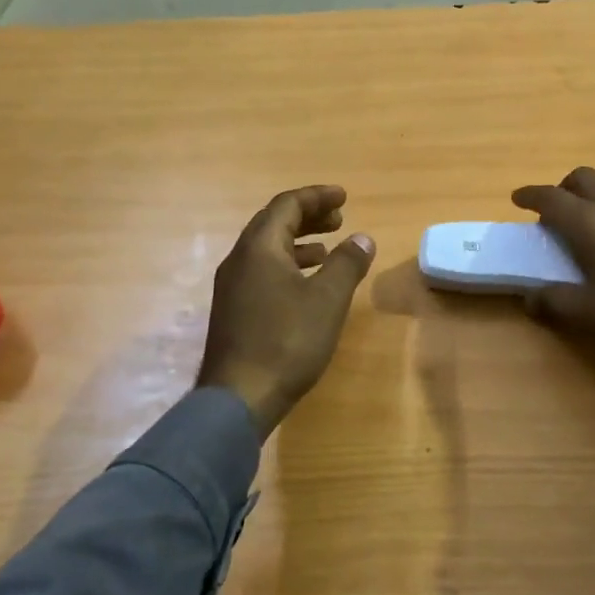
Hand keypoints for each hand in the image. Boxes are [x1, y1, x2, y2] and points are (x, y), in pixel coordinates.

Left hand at [196, 185, 375, 439]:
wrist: (239, 397)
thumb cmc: (287, 341)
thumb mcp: (327, 300)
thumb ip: (347, 264)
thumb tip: (362, 238)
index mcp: (259, 248)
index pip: (287, 205)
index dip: (317, 197)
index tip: (344, 197)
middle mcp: (240, 259)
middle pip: (274, 224)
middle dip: (308, 217)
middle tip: (339, 218)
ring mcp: (232, 286)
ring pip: (268, 249)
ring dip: (299, 242)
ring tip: (329, 249)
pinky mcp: (234, 309)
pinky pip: (263, 271)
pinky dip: (289, 266)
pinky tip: (307, 285)